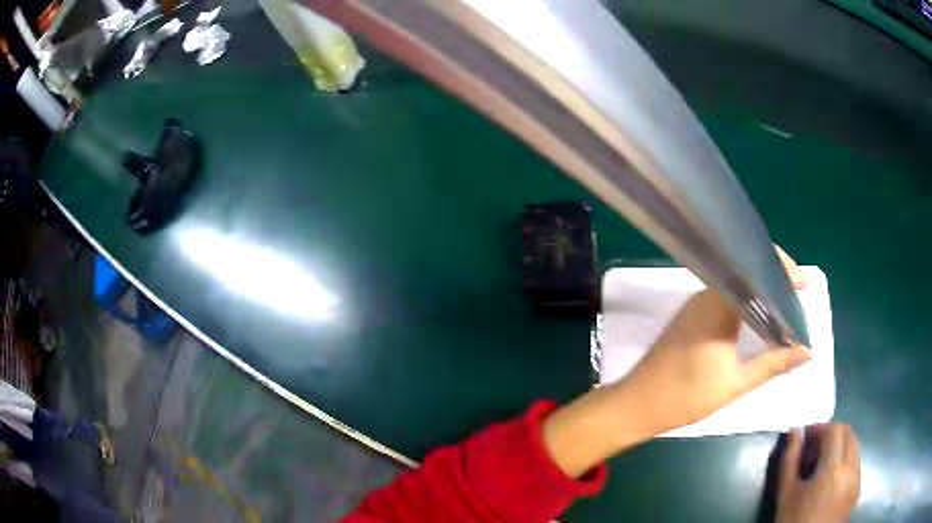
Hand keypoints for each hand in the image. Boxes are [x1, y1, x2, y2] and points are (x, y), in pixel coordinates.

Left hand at [612, 247, 811, 434]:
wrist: (636, 405)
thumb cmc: (686, 396)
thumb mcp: (736, 384)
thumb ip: (773, 364)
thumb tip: (807, 351)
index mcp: (718, 306)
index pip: (754, 272)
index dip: (782, 272)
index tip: (805, 281)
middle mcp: (705, 296)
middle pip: (745, 272)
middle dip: (773, 276)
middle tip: (797, 290)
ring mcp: (695, 304)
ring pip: (734, 283)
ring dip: (759, 287)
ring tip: (784, 300)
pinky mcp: (690, 315)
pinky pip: (724, 296)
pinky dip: (745, 298)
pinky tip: (759, 313)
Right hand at [776, 424, 860, 522]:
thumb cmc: (792, 521)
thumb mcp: (785, 493)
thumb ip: (790, 459)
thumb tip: (795, 431)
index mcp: (833, 469)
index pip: (835, 429)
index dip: (821, 428)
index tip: (806, 437)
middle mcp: (851, 469)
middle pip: (849, 434)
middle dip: (832, 434)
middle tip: (814, 449)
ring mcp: (857, 480)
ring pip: (855, 448)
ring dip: (841, 447)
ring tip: (822, 466)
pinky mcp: (858, 491)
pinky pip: (856, 465)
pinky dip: (845, 463)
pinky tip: (830, 482)